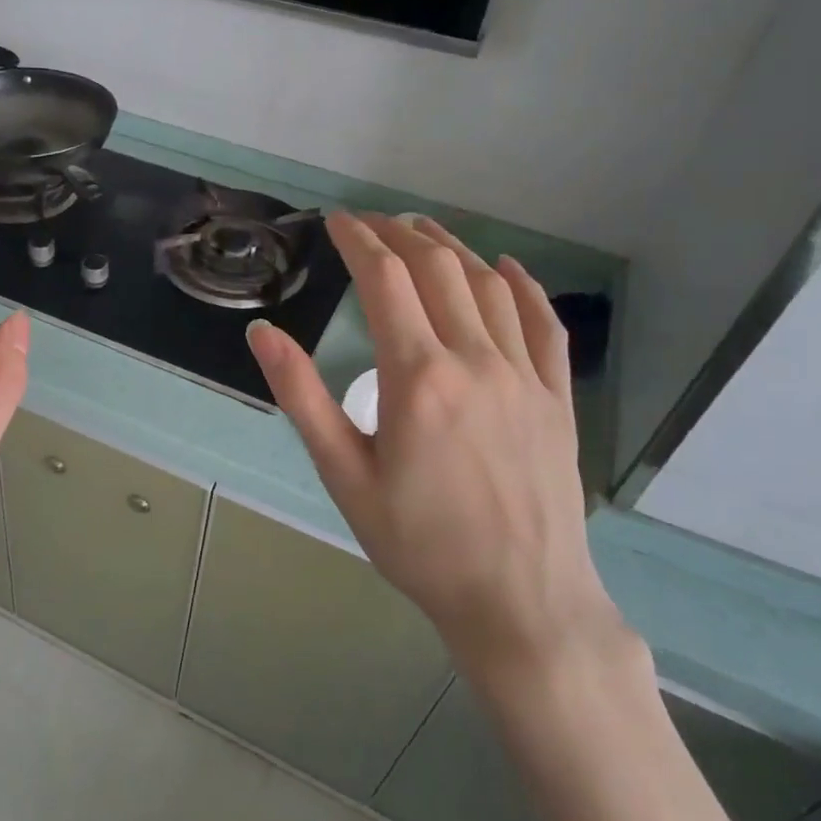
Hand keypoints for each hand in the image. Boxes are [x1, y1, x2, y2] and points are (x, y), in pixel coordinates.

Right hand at [247, 212, 621, 684]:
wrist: (518, 600)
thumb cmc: (418, 543)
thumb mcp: (343, 474)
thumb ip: (302, 397)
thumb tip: (263, 333)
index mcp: (417, 376)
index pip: (384, 279)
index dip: (358, 240)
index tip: (336, 220)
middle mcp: (475, 359)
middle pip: (437, 268)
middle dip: (399, 233)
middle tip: (370, 222)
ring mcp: (524, 375)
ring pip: (488, 285)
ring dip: (452, 248)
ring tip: (422, 230)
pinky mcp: (557, 397)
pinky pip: (544, 323)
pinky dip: (523, 285)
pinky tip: (506, 267)